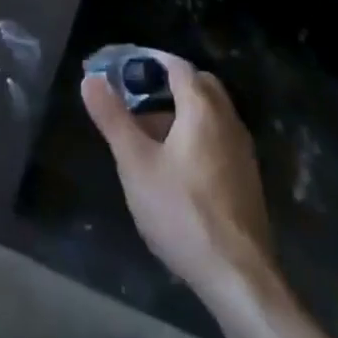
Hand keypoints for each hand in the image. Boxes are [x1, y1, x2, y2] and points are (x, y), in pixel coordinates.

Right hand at [82, 51, 277, 299]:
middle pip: (198, 85)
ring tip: (146, 133)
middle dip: (166, 84)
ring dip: (181, 111)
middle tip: (134, 98)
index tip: (120, 67)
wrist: (238, 277)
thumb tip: (91, 79)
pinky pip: (218, 137)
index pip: (177, 66)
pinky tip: (173, 165)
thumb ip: (113, 118)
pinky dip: (195, 134)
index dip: (148, 60)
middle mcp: (228, 121)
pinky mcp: (246, 179)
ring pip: (210, 113)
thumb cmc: (182, 211)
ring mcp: (242, 151)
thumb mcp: (135, 163)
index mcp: (203, 109)